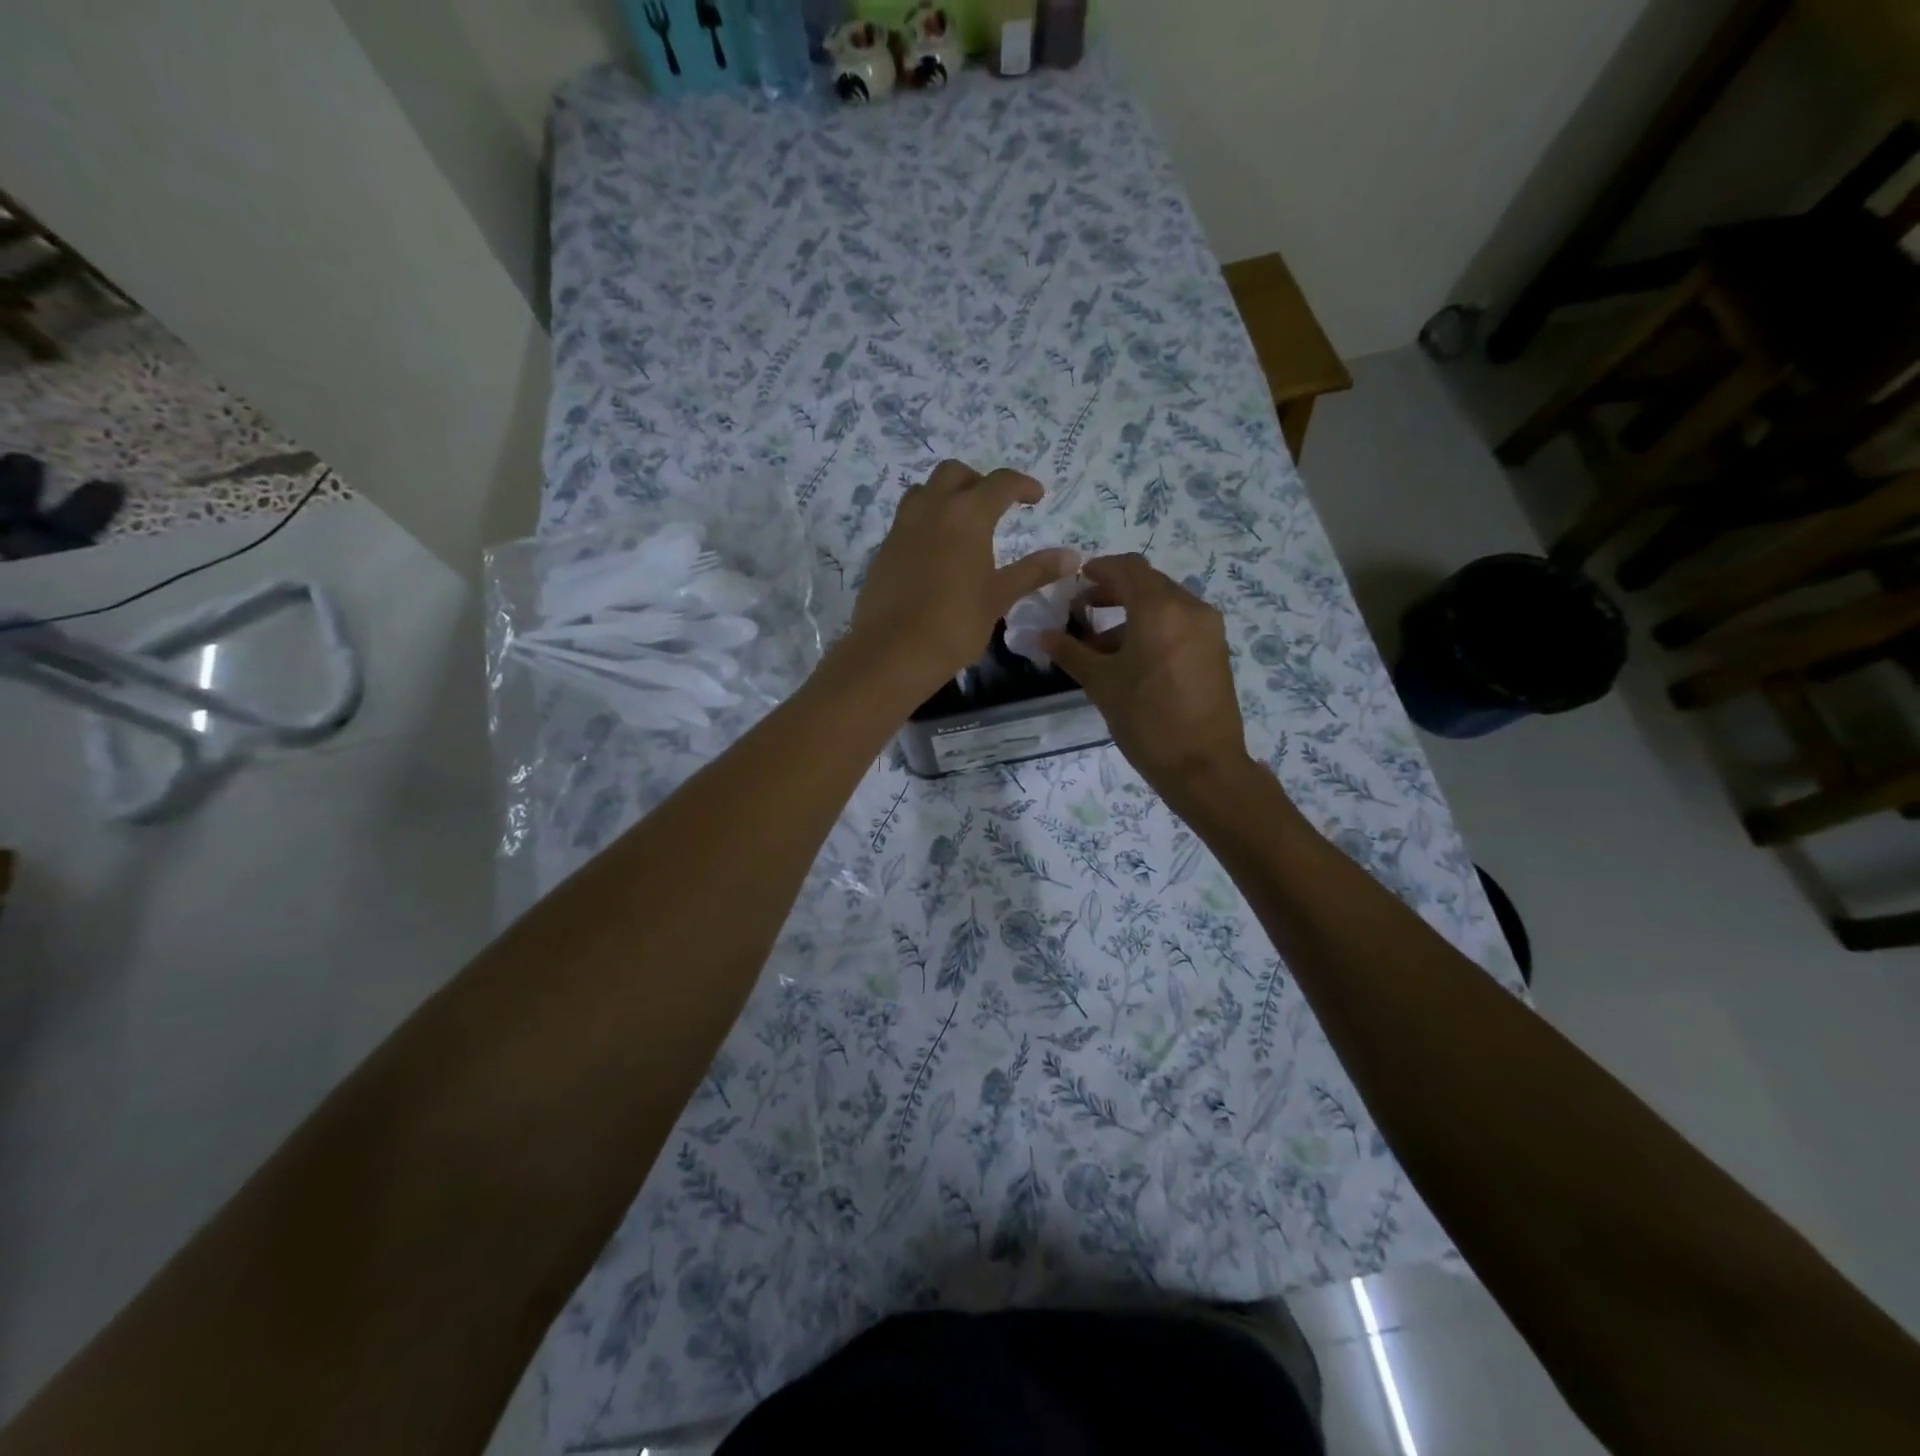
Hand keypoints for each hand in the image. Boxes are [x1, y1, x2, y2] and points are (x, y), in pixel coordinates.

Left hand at [843, 460, 1077, 704]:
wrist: (893, 651)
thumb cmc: (956, 624)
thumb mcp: (999, 597)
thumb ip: (1034, 571)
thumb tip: (1072, 556)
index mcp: (967, 514)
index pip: (1000, 482)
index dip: (1023, 485)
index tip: (1036, 497)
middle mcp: (932, 508)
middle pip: (955, 473)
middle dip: (979, 482)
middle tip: (995, 506)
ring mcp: (902, 527)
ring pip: (924, 491)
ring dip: (946, 495)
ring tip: (961, 524)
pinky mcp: (884, 549)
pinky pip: (907, 519)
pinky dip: (925, 521)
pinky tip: (935, 553)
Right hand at [1041, 554, 1252, 796]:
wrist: (1202, 765)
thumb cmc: (1146, 719)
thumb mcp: (1101, 684)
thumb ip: (1070, 652)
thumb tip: (1042, 635)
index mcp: (1160, 608)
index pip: (1126, 568)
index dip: (1099, 569)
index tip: (1076, 583)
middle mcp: (1189, 607)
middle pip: (1147, 583)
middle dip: (1113, 592)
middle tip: (1083, 610)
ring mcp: (1208, 629)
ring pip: (1164, 605)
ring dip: (1131, 614)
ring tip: (1101, 646)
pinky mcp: (1215, 650)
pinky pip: (1179, 624)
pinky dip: (1153, 629)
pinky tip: (1131, 660)